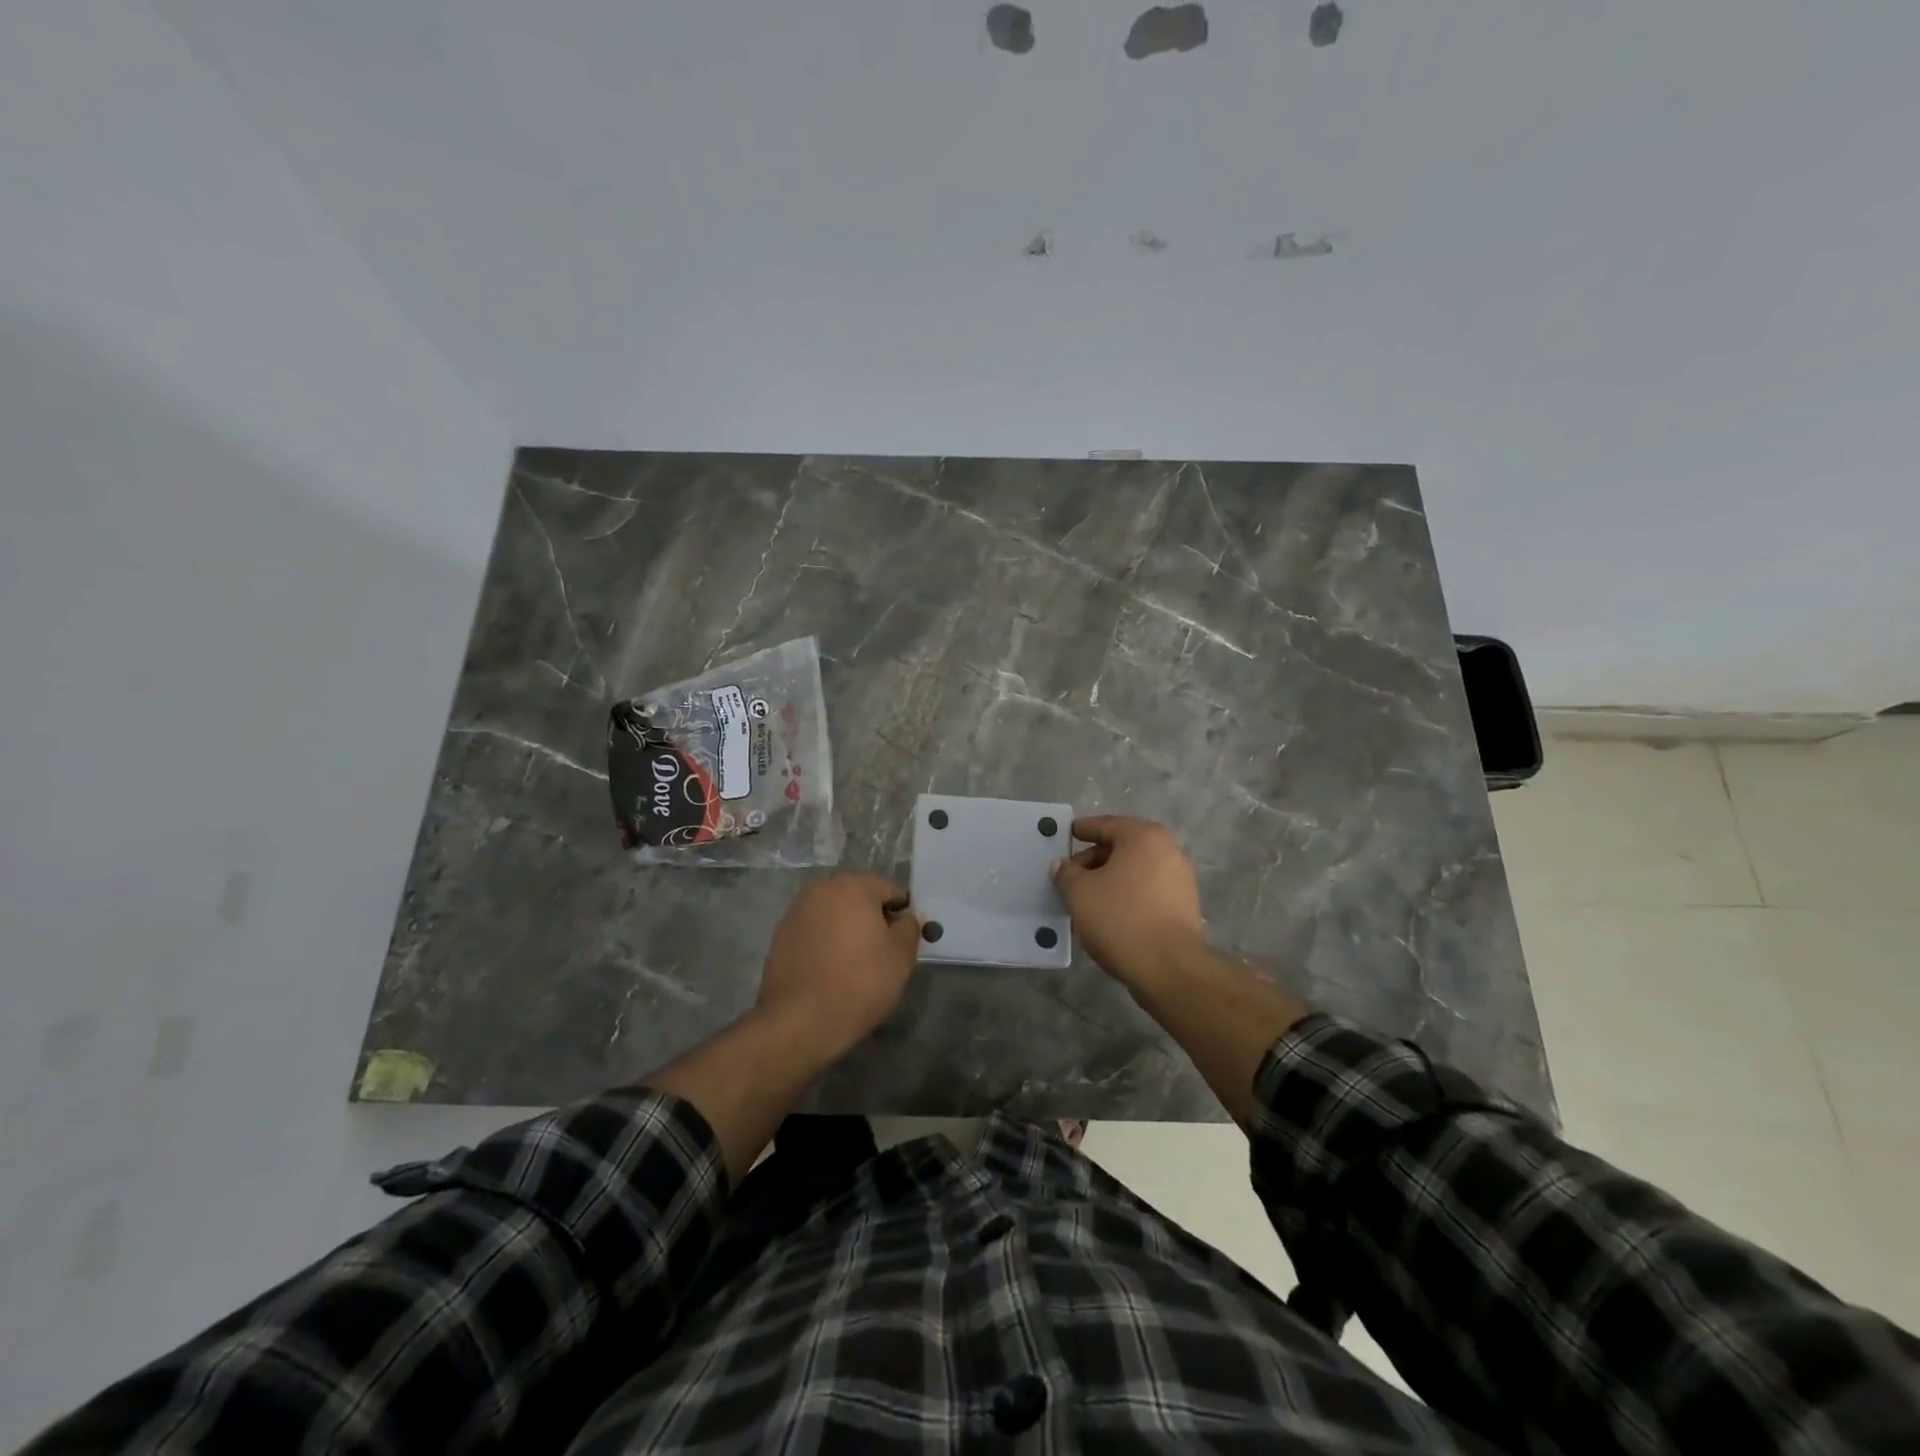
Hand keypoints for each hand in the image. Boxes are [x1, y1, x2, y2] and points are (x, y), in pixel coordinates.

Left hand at [756, 873, 922, 1058]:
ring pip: (835, 913)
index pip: (890, 891)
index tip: (903, 943)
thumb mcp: (901, 956)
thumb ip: (910, 927)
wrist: (801, 1021)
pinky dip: (825, 941)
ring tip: (854, 964)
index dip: (902, 916)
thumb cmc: (860, 982)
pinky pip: (814, 930)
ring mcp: (797, 910)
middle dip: (873, 919)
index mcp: (853, 886)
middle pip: (859, 897)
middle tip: (881, 954)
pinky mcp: (780, 934)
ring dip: (847, 929)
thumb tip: (909, 916)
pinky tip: (829, 969)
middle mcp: (822, 888)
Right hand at [1051, 815, 1204, 990]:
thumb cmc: (1120, 918)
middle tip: (1068, 878)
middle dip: (1092, 861)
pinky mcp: (1183, 907)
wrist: (1168, 968)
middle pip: (1121, 848)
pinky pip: (1146, 892)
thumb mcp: (1079, 892)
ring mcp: (1179, 879)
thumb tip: (1062, 865)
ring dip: (1108, 882)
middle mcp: (1167, 851)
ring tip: (1084, 901)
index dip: (1081, 830)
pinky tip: (1106, 916)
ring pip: (1133, 872)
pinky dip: (1125, 897)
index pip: (1106, 825)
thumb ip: (1066, 873)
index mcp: (1143, 837)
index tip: (1065, 835)